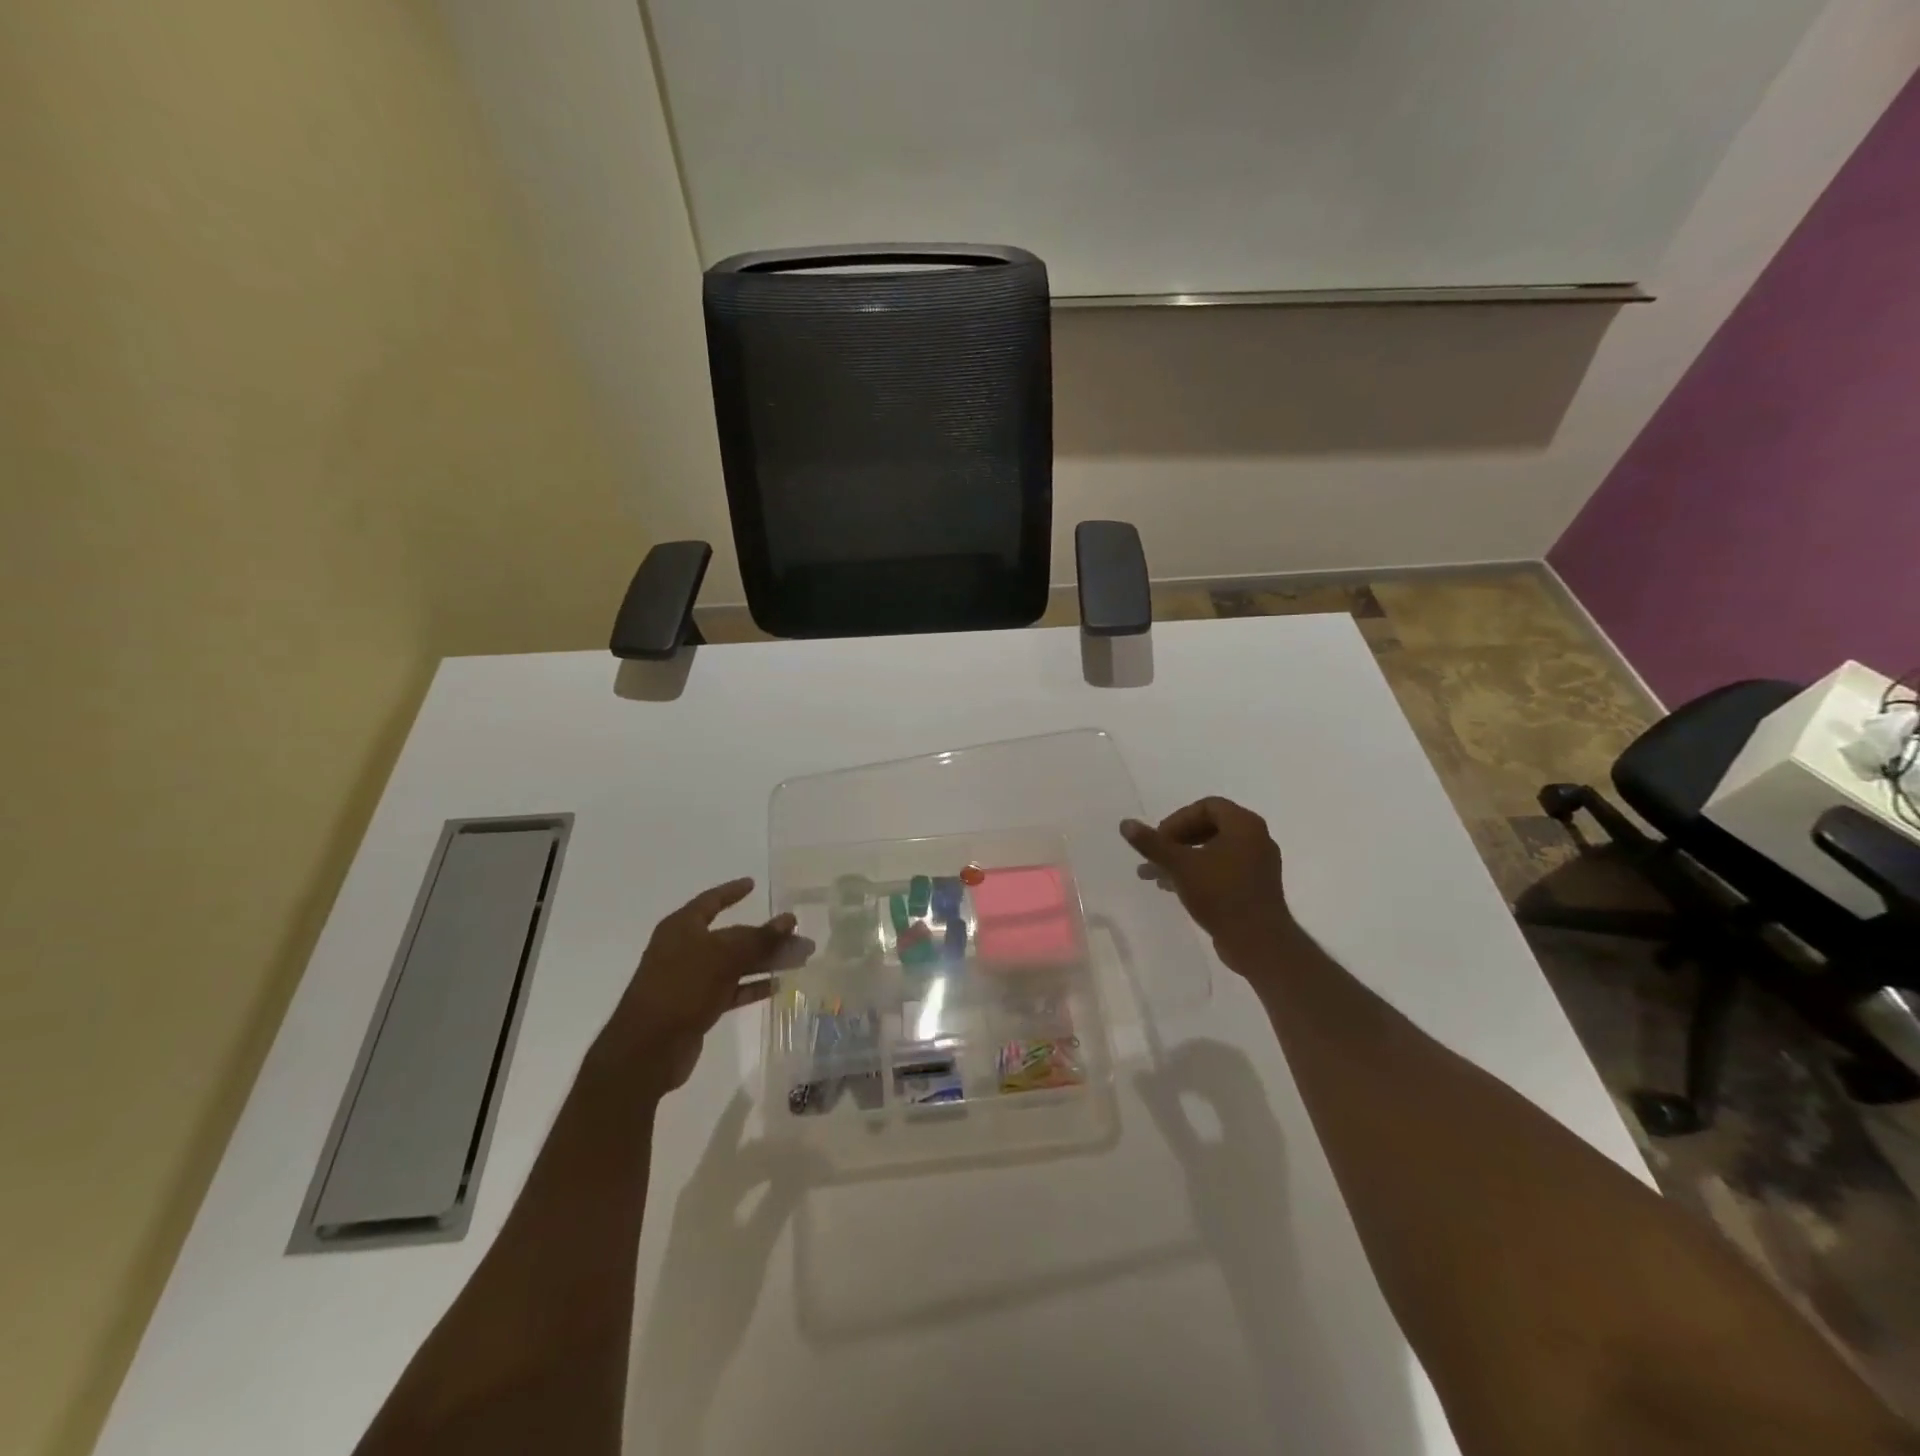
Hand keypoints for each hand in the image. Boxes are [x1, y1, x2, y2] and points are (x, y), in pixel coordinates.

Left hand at [597, 878, 800, 1095]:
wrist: (646, 1050)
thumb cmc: (681, 988)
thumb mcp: (723, 957)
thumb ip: (759, 938)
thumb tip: (789, 919)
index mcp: (682, 928)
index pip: (711, 901)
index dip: (732, 891)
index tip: (753, 884)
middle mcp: (685, 949)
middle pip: (731, 936)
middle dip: (765, 936)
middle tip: (798, 935)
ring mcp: (690, 979)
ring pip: (734, 963)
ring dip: (765, 961)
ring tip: (799, 960)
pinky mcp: (696, 1007)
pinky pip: (731, 989)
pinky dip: (752, 986)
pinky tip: (778, 986)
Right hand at [1120, 797, 1298, 973]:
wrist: (1258, 942)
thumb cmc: (1220, 894)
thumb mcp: (1180, 866)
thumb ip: (1152, 843)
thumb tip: (1125, 823)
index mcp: (1244, 825)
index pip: (1206, 806)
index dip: (1178, 819)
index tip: (1159, 840)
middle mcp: (1256, 838)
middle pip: (1209, 827)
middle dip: (1176, 840)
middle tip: (1155, 856)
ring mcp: (1257, 864)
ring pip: (1213, 850)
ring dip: (1182, 858)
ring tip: (1153, 875)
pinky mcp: (1255, 886)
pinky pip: (1222, 868)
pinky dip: (1198, 872)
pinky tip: (1173, 888)